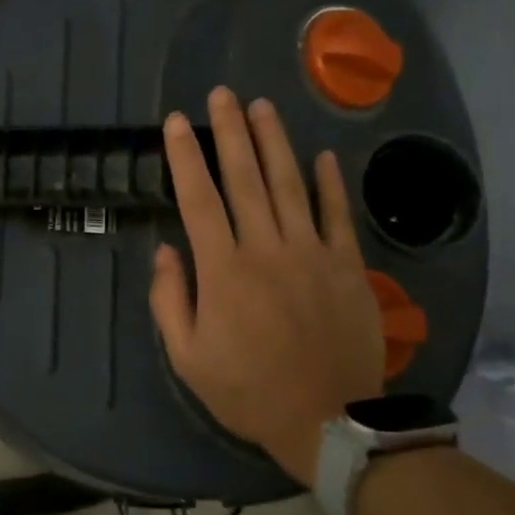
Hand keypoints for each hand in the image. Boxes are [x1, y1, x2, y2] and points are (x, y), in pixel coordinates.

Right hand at [150, 87, 384, 485]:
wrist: (329, 420)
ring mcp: (312, 253)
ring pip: (290, 184)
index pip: (198, 199)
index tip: (176, 122)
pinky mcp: (347, 266)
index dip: (185, 157)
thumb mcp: (188, 357)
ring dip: (274, 142)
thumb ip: (170, 300)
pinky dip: (329, 182)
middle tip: (222, 94)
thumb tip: (167, 250)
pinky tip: (321, 154)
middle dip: (230, 131)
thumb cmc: (248, 391)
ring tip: (262, 106)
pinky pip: (337, 215)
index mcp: (223, 270)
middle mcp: (266, 249)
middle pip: (244, 178)